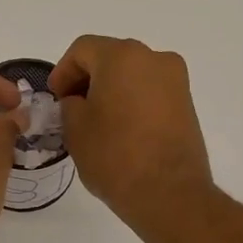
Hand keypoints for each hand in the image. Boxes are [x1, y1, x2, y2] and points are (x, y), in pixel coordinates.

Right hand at [49, 36, 212, 233]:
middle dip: (88, 78)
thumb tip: (80, 101)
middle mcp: (154, 58)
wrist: (169, 193)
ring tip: (97, 121)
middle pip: (111, 57)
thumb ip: (70, 104)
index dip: (63, 71)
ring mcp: (176, 80)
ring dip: (112, 90)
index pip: (83, 49)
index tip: (55, 98)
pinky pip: (151, 91)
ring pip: (133, 74)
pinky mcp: (187, 103)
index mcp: (122, 56)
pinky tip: (121, 129)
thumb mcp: (75, 128)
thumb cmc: (114, 156)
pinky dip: (132, 101)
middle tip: (72, 107)